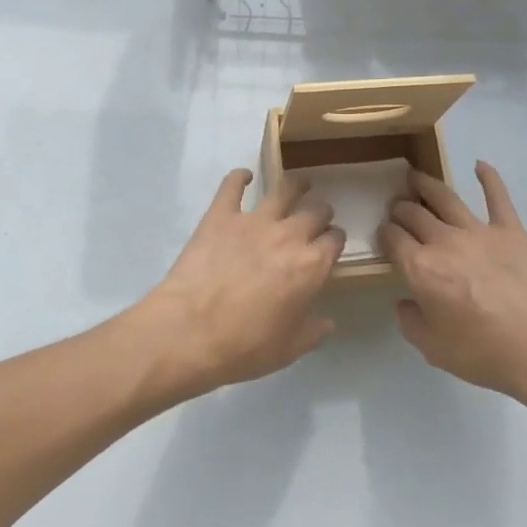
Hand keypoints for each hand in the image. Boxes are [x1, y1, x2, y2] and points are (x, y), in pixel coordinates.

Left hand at [138, 169, 344, 397]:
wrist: (190, 331)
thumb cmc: (244, 346)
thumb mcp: (289, 349)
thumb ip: (313, 331)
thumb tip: (327, 321)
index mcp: (311, 266)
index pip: (335, 241)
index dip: (335, 241)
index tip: (330, 245)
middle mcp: (289, 235)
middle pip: (316, 211)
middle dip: (321, 213)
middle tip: (316, 218)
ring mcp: (254, 220)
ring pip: (285, 189)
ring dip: (296, 185)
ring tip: (299, 184)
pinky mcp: (221, 215)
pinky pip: (232, 185)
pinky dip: (239, 177)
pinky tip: (243, 176)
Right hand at [379, 161, 526, 401]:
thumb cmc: (484, 353)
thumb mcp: (432, 349)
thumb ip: (410, 321)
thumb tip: (405, 301)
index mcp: (420, 268)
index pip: (392, 238)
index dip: (384, 232)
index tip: (383, 233)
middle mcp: (443, 241)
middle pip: (414, 214)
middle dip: (400, 208)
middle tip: (397, 207)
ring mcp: (479, 231)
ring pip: (445, 197)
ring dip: (426, 184)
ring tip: (415, 176)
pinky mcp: (511, 231)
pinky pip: (497, 197)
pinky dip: (489, 177)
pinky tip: (480, 165)